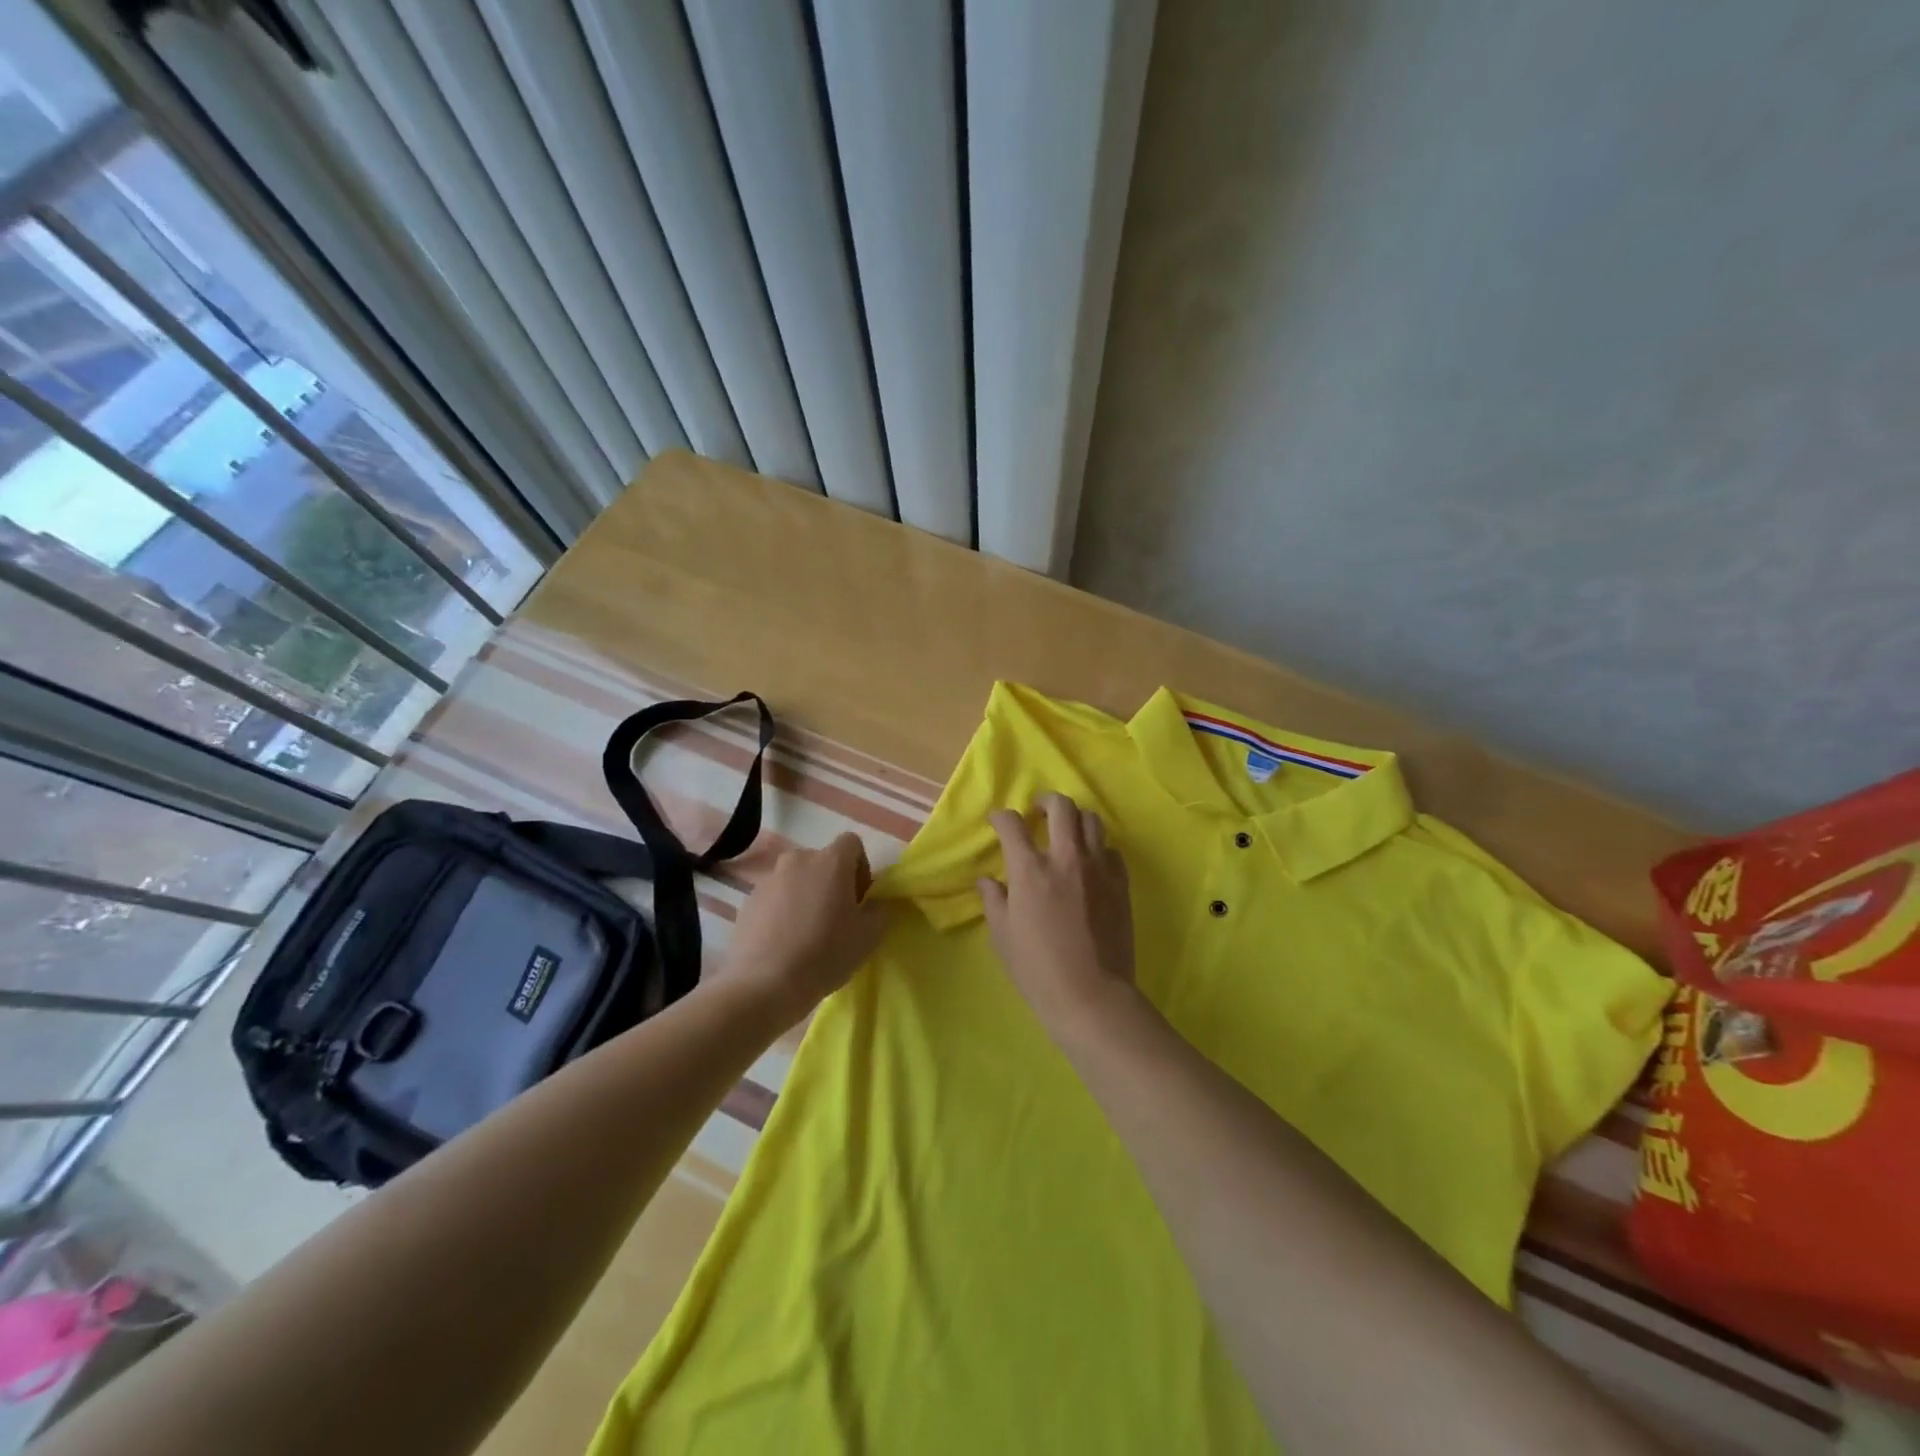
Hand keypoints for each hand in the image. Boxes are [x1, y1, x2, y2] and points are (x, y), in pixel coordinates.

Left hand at [724, 834, 890, 1021]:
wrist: (766, 984)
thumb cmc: (826, 954)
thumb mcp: (870, 936)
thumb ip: (880, 909)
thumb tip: (874, 903)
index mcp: (831, 860)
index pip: (852, 843)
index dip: (860, 868)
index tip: (858, 899)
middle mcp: (798, 860)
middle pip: (822, 861)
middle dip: (831, 883)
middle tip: (835, 918)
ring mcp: (768, 879)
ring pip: (796, 880)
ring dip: (805, 896)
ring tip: (806, 933)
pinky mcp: (747, 901)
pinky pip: (774, 898)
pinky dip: (782, 911)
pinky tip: (784, 942)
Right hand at [978, 793, 1137, 1033]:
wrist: (1091, 994)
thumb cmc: (1038, 968)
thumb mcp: (1002, 936)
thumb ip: (993, 900)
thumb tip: (988, 880)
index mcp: (1030, 869)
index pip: (1012, 824)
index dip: (1001, 817)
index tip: (998, 822)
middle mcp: (1065, 857)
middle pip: (1060, 806)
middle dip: (1045, 801)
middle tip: (1037, 812)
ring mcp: (1098, 867)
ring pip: (1091, 820)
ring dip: (1075, 819)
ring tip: (1066, 831)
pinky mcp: (1121, 882)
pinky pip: (1110, 849)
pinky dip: (1097, 847)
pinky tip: (1090, 861)